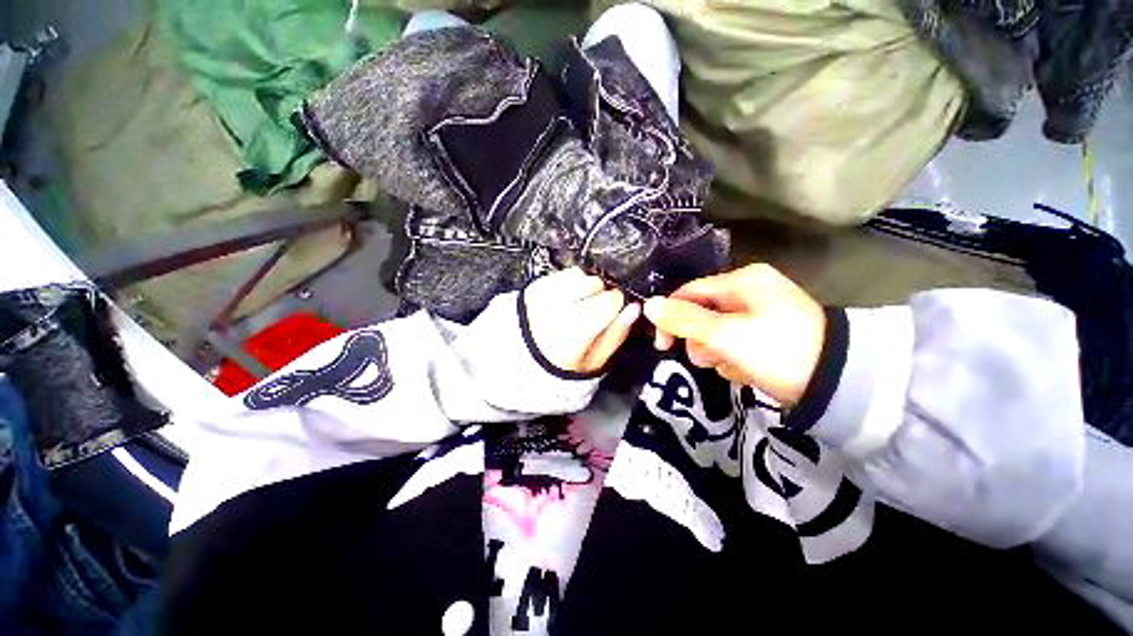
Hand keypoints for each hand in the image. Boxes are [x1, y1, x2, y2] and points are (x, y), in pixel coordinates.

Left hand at [524, 268, 640, 374]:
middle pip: (596, 283)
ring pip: (581, 274)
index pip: (611, 300)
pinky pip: (565, 272)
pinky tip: (568, 298)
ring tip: (579, 305)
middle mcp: (558, 307)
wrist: (527, 355)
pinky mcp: (538, 284)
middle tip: (593, 312)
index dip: (618, 305)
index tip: (612, 314)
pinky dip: (571, 281)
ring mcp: (545, 293)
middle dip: (601, 294)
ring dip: (586, 286)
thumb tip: (634, 309)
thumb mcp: (595, 360)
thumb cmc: (564, 362)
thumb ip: (617, 334)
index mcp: (575, 329)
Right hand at [643, 264, 825, 404]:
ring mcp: (759, 314)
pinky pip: (733, 344)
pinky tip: (747, 369)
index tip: (662, 345)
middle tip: (709, 357)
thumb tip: (648, 305)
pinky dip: (734, 358)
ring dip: (716, 352)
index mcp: (742, 281)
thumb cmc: (776, 349)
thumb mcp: (724, 334)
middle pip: (702, 314)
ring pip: (715, 332)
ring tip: (732, 366)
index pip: (689, 293)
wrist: (837, 383)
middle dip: (700, 339)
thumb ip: (683, 319)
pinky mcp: (766, 335)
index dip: (670, 317)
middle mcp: (750, 292)